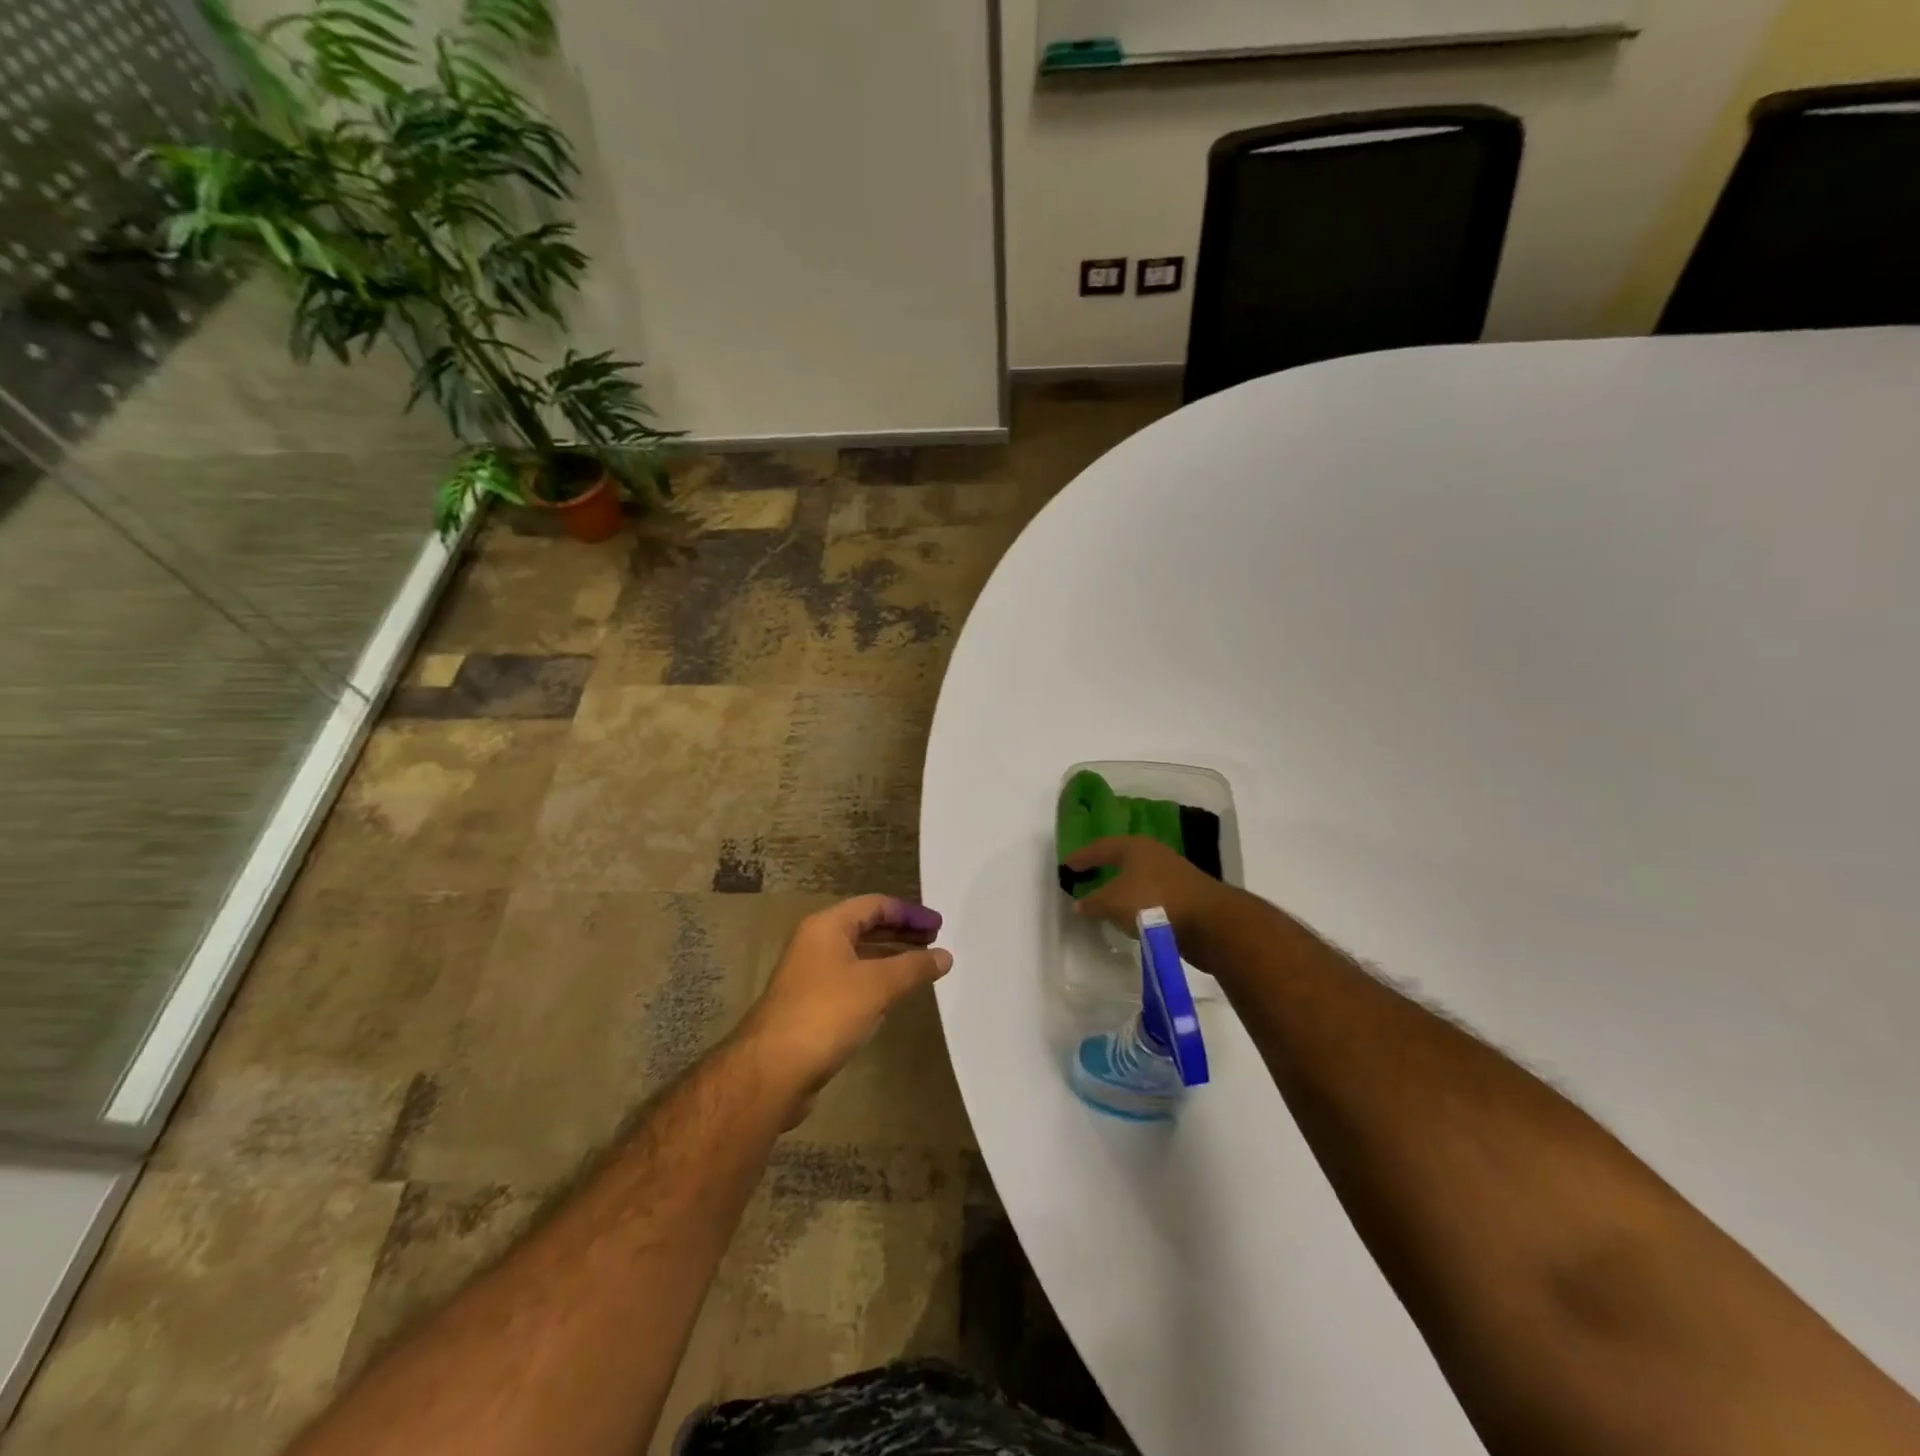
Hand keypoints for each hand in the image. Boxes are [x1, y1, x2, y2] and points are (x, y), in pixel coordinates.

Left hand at [739, 896, 952, 1124]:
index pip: (875, 905)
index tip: (939, 928)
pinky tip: (892, 999)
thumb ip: (914, 967)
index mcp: (827, 926)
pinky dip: (874, 982)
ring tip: (921, 969)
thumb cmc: (826, 1013)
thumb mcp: (877, 985)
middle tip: (935, 944)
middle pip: (865, 927)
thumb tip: (945, 955)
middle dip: (901, 933)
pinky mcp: (810, 1005)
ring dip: (889, 959)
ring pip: (858, 956)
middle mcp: (815, 943)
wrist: (772, 1070)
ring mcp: (810, 975)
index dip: (910, 913)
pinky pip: (850, 982)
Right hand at [1065, 835, 1230, 944]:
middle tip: (1086, 875)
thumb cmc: (1154, 903)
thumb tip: (1078, 904)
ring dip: (1123, 885)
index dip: (1082, 856)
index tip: (1066, 865)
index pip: (1101, 847)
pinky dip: (1139, 901)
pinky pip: (1153, 894)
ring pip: (1140, 876)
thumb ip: (1093, 903)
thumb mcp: (1113, 903)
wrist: (1210, 923)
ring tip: (1107, 897)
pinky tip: (1132, 913)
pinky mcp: (1186, 894)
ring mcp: (1174, 873)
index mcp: (1134, 847)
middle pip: (1123, 857)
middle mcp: (1155, 853)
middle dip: (1104, 866)